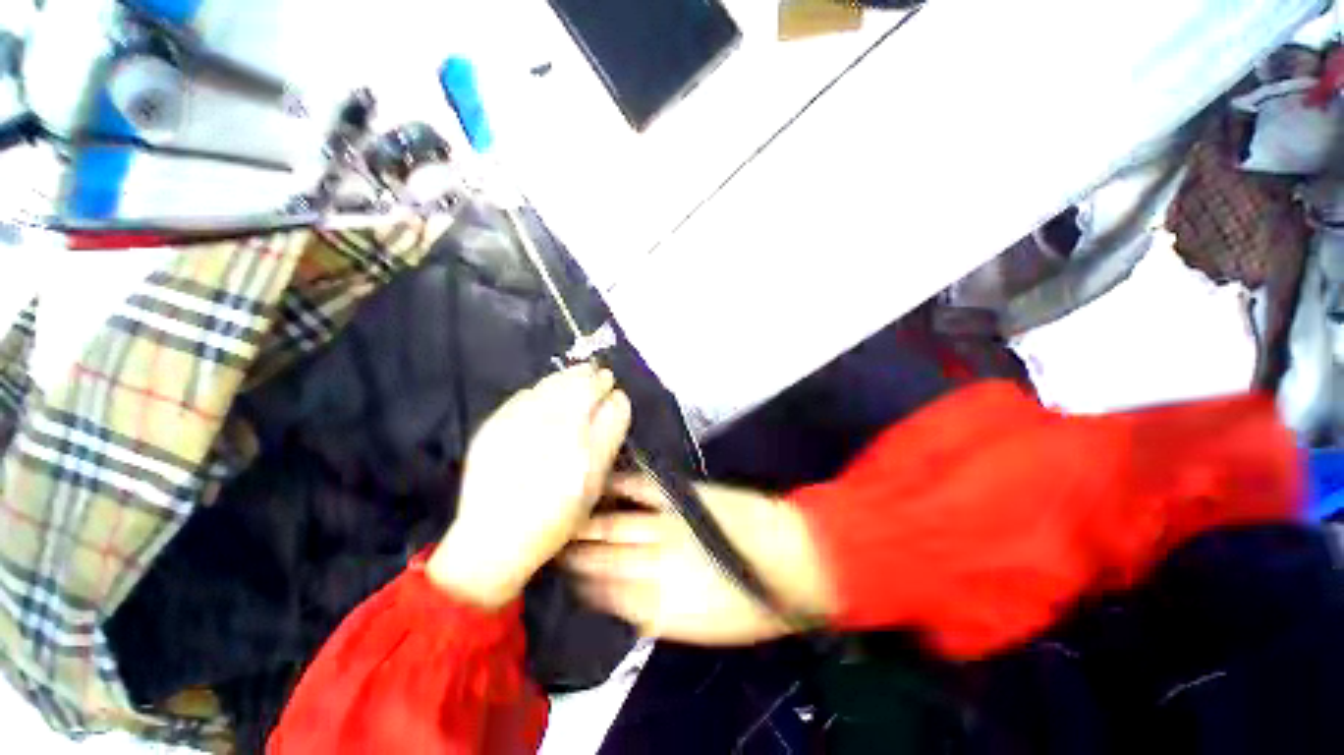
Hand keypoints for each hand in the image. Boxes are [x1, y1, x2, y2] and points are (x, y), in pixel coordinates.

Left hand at [427, 364, 631, 608]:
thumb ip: (607, 443)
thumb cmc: (554, 518)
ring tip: (581, 374)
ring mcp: (524, 426)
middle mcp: (557, 435)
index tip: (616, 395)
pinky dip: (543, 388)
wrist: (493, 536)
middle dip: (596, 378)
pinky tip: (549, 392)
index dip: (616, 399)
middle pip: (584, 388)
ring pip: (556, 383)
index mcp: (586, 455)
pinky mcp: (497, 424)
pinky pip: (528, 393)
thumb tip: (615, 405)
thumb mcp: (592, 488)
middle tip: (602, 377)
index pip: (613, 410)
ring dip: (572, 376)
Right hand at [563, 475, 834, 644]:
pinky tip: (604, 481)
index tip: (560, 576)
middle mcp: (655, 565)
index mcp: (660, 604)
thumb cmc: (756, 599)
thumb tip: (628, 605)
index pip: (607, 595)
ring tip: (561, 519)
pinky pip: (645, 490)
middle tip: (546, 544)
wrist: (791, 560)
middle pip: (604, 559)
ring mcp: (667, 528)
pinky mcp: (682, 500)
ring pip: (616, 526)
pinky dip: (623, 485)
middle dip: (575, 554)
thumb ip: (661, 614)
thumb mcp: (706, 626)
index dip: (583, 585)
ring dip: (588, 524)